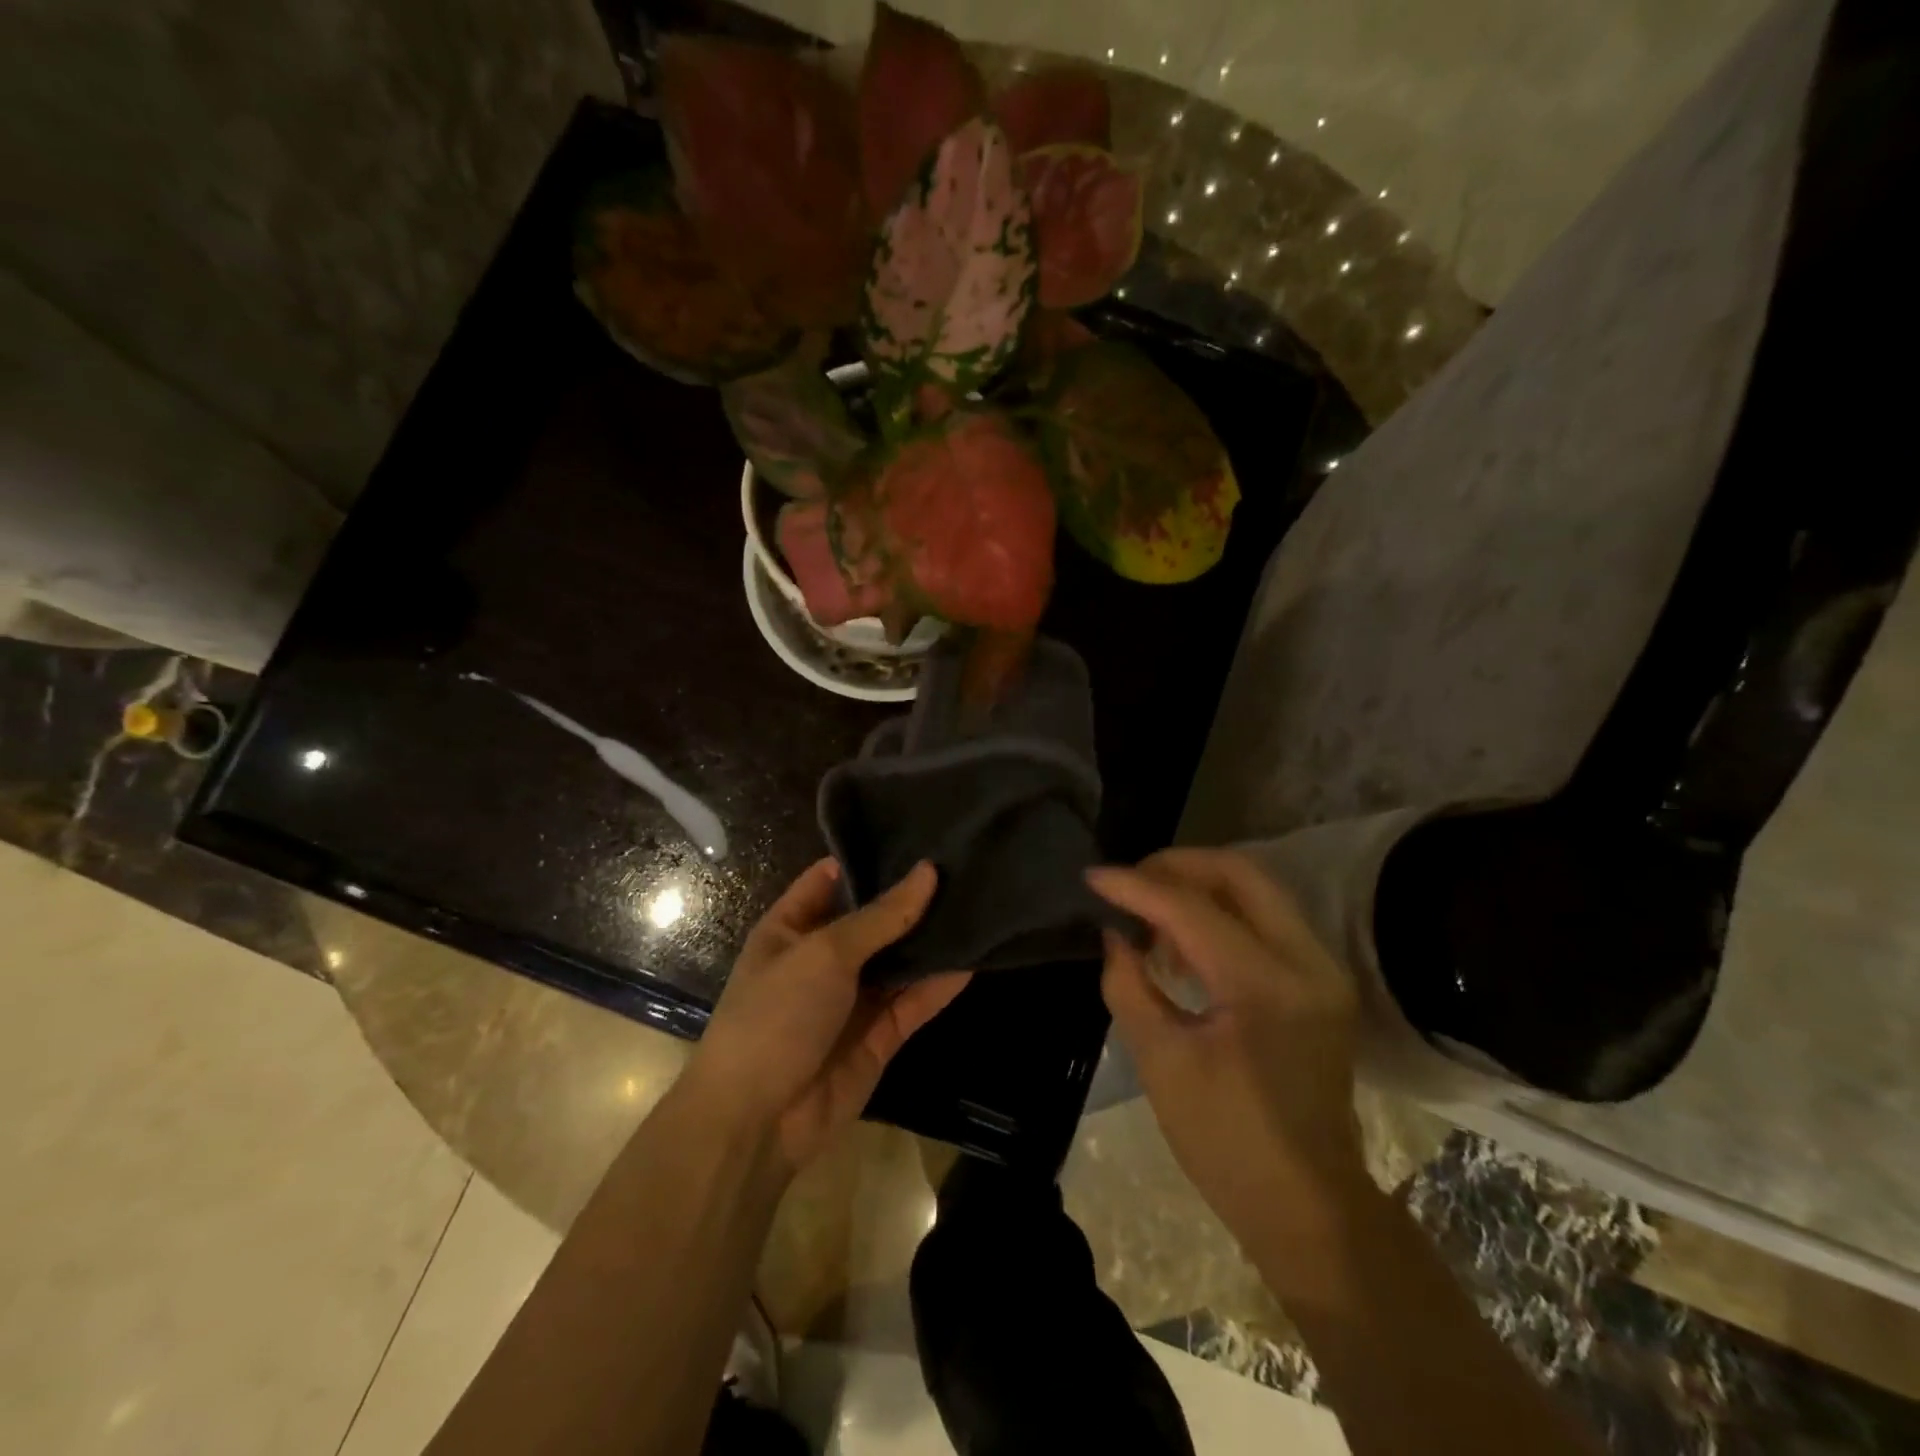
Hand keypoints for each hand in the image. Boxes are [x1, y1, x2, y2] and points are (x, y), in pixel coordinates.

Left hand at [686, 859, 969, 1175]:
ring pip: (899, 960)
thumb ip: (881, 916)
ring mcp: (853, 997)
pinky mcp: (879, 1035)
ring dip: (931, 939)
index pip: (832, 878)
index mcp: (793, 928)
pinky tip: (974, 957)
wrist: (757, 1122)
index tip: (918, 834)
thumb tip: (928, 871)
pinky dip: (940, 983)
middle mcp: (824, 957)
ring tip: (978, 901)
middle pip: (874, 918)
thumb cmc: (776, 1015)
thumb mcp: (824, 953)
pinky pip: (914, 1001)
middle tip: (963, 864)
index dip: (870, 858)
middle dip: (912, 897)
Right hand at [1087, 849, 1367, 1250]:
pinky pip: (1267, 918)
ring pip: (1257, 889)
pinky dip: (1221, 912)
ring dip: (1199, 887)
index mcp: (1266, 986)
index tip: (1092, 877)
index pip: (1192, 909)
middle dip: (1177, 865)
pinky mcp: (1321, 981)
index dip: (1136, 887)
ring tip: (1148, 912)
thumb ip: (1129, 984)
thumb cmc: (1226, 1142)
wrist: (1309, 1206)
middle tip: (1129, 881)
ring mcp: (1323, 969)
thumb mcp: (1161, 1061)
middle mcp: (1308, 961)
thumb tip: (1114, 934)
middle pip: (1241, 873)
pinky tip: (1182, 939)